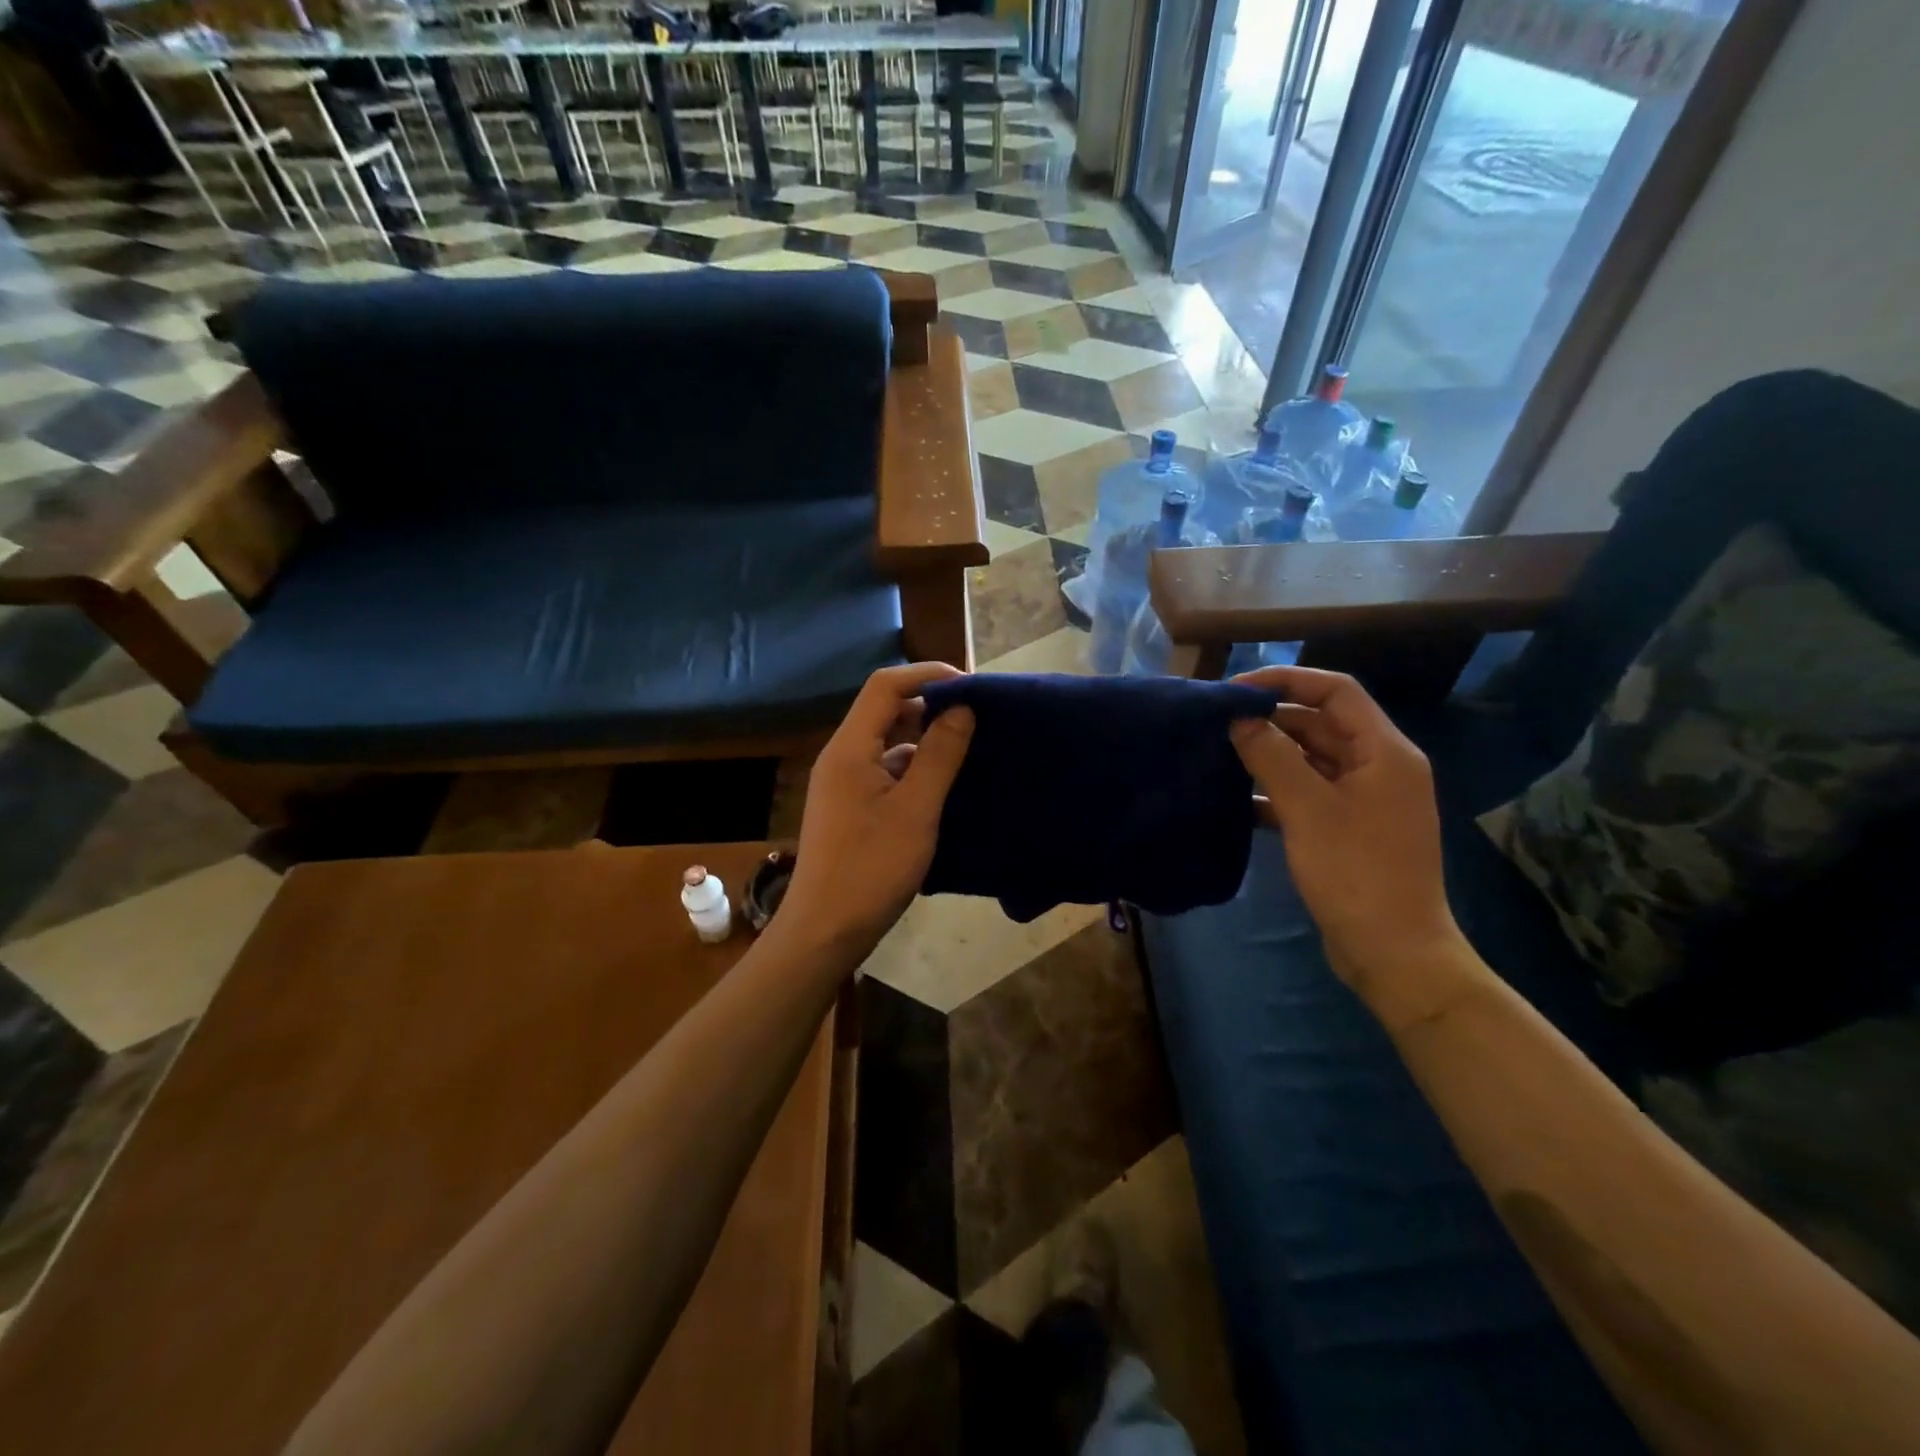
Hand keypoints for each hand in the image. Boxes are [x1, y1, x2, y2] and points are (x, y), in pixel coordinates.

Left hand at [778, 663, 974, 962]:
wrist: (825, 931)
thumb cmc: (871, 868)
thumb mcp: (916, 810)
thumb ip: (940, 755)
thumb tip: (963, 708)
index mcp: (850, 748)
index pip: (886, 685)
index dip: (927, 675)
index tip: (971, 686)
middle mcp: (843, 757)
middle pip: (886, 711)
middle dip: (930, 706)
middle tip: (977, 717)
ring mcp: (845, 785)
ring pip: (888, 744)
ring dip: (925, 740)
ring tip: (969, 749)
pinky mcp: (852, 809)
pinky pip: (887, 773)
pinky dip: (916, 770)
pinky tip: (945, 787)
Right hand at [1230, 667, 1473, 1020]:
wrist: (1393, 953)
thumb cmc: (1356, 872)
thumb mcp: (1307, 809)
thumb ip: (1271, 756)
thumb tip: (1239, 718)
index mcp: (1384, 751)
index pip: (1336, 691)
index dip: (1287, 681)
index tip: (1236, 691)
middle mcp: (1379, 767)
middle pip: (1320, 724)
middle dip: (1271, 720)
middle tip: (1218, 725)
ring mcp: (1364, 800)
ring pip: (1311, 760)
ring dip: (1269, 756)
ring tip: (1220, 756)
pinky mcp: (1347, 829)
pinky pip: (1308, 793)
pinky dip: (1275, 792)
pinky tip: (1237, 800)